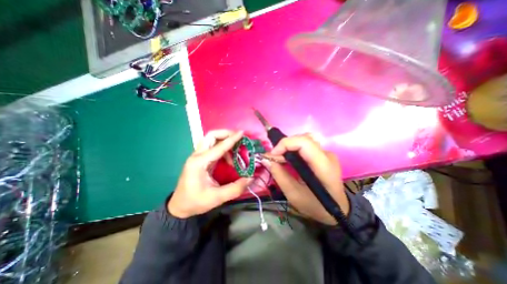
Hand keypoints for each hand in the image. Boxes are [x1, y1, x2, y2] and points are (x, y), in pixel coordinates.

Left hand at [168, 130, 250, 218]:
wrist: (180, 206)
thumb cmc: (195, 202)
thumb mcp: (216, 198)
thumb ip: (235, 188)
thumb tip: (250, 178)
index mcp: (199, 163)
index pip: (218, 147)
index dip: (231, 139)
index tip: (242, 133)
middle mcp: (197, 156)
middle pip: (211, 136)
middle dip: (226, 133)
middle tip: (238, 137)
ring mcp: (198, 156)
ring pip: (211, 139)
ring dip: (224, 140)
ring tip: (236, 149)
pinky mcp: (201, 159)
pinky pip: (212, 147)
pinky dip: (223, 148)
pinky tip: (229, 158)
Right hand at [262, 134, 348, 224]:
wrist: (337, 210)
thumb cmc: (316, 206)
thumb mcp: (294, 195)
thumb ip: (279, 175)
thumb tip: (266, 159)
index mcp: (323, 166)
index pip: (304, 142)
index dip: (285, 144)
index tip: (272, 155)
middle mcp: (327, 155)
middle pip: (303, 138)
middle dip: (285, 146)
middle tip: (274, 158)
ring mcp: (326, 153)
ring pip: (304, 140)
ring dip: (289, 146)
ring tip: (280, 158)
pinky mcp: (323, 155)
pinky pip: (306, 145)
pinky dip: (294, 149)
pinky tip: (289, 159)